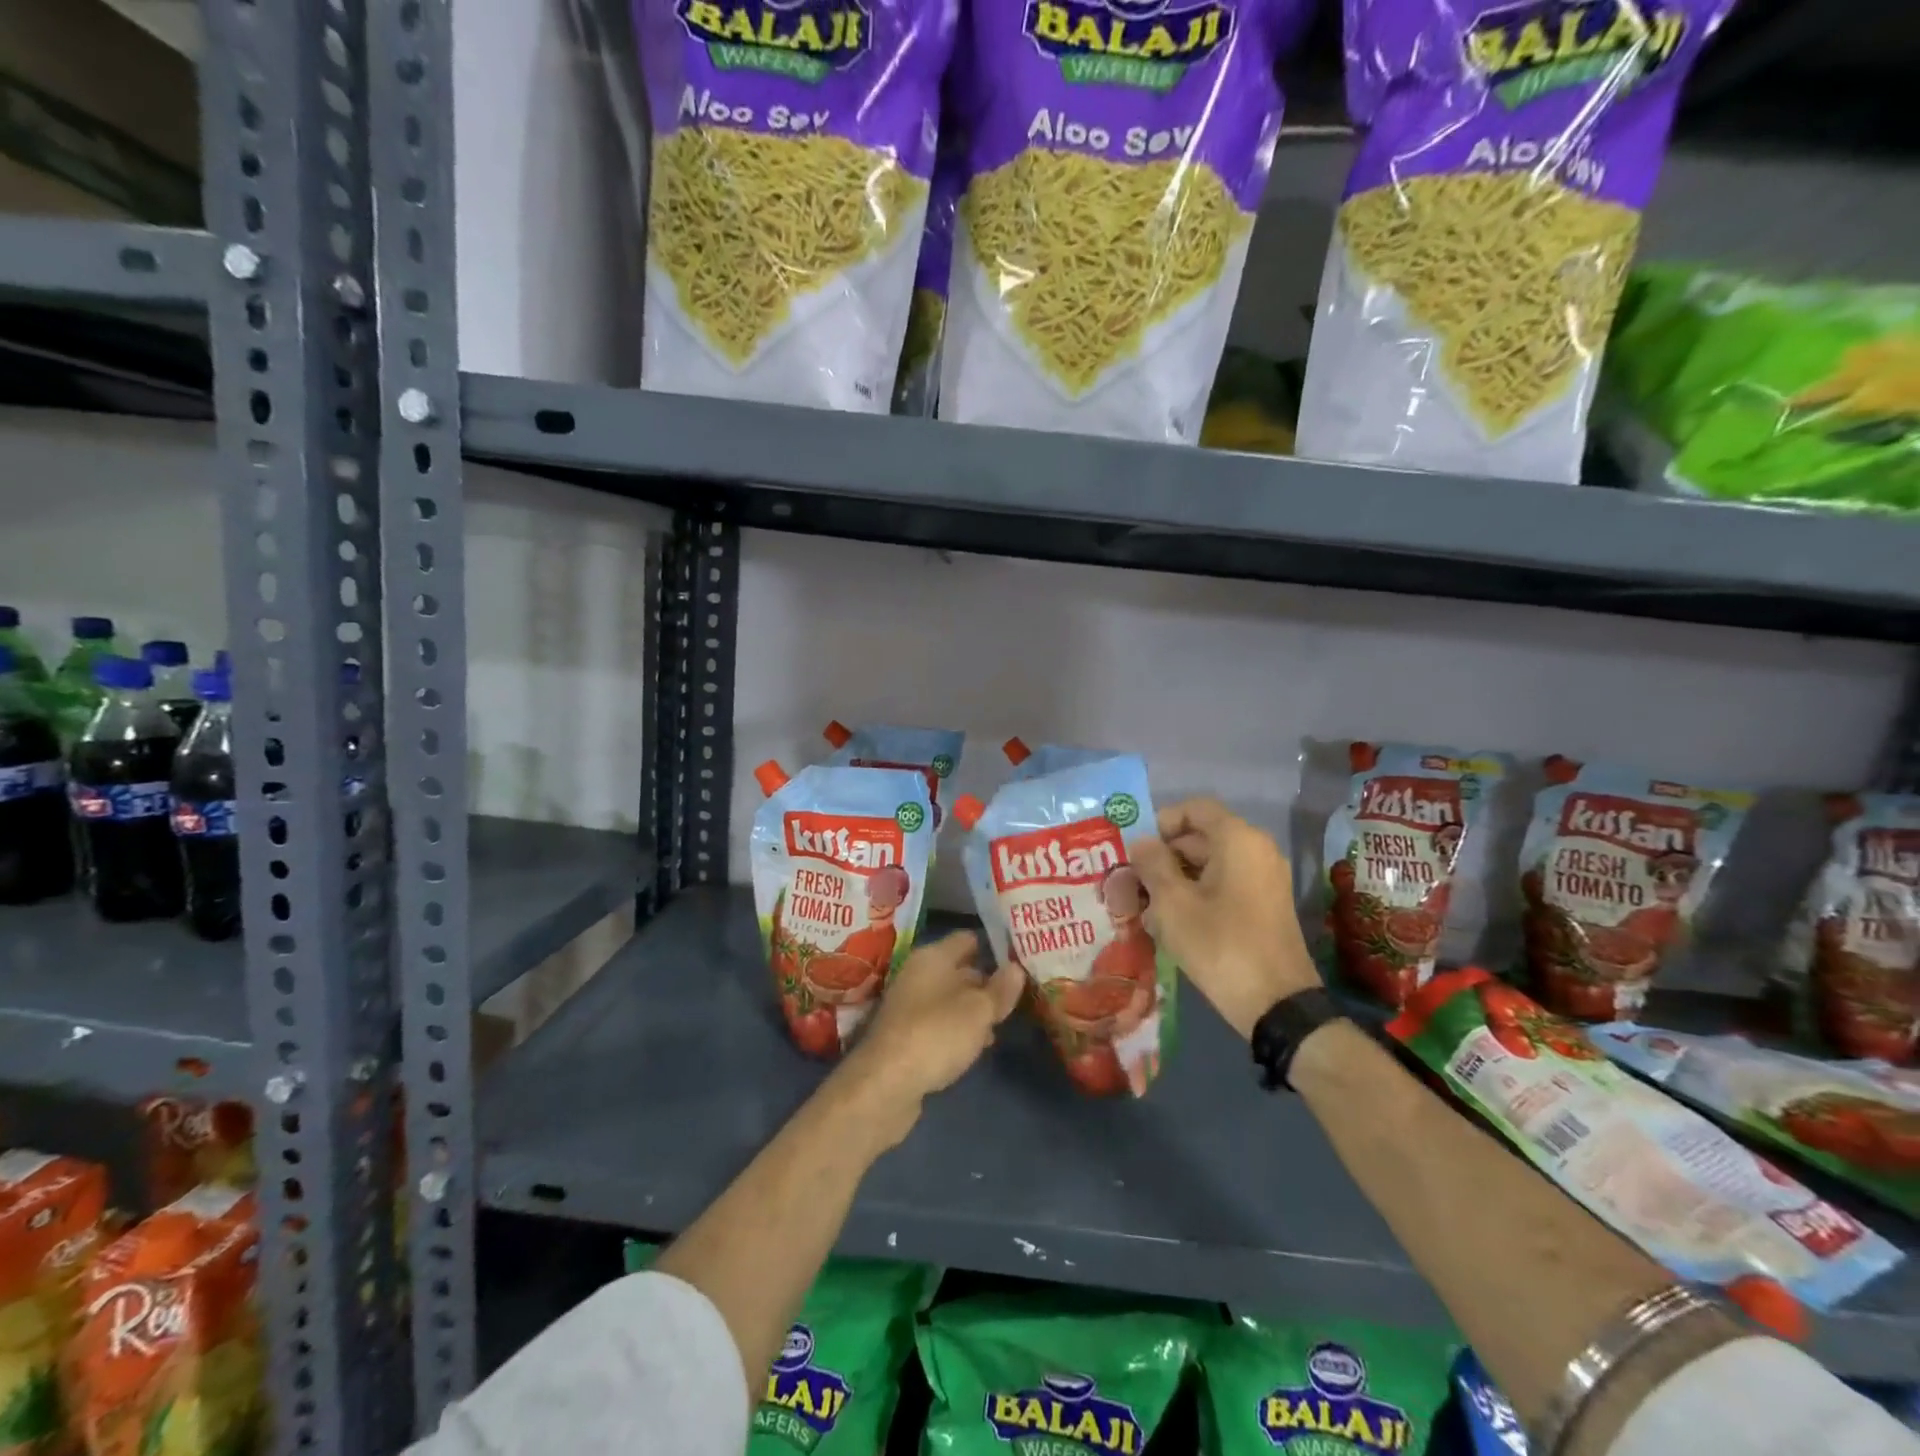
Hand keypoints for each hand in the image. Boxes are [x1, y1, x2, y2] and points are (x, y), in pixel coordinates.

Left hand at [836, 931, 1023, 1147]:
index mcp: (933, 956)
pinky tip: (977, 1046)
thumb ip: (1000, 989)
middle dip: (988, 981)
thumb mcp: (979, 1011)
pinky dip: (958, 1030)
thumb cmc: (937, 1034)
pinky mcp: (906, 1035)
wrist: (886, 1084)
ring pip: (951, 998)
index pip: (968, 939)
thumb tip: (1016, 968)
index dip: (995, 947)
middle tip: (1020, 993)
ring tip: (1004, 1022)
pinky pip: (940, 1022)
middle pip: (960, 969)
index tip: (1021, 958)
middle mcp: (918, 974)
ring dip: (974, 1009)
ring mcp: (909, 1005)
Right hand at [1132, 798, 1318, 1038]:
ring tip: (1145, 905)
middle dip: (1164, 854)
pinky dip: (1197, 894)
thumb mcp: (1173, 904)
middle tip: (1132, 879)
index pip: (1195, 809)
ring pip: (1211, 864)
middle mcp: (1257, 850)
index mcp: (1238, 840)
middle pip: (1202, 836)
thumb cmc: (1220, 944)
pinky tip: (1170, 922)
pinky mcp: (1265, 906)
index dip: (1162, 822)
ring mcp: (1265, 879)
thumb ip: (1153, 865)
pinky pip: (1225, 884)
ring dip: (1176, 877)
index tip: (1136, 848)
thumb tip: (1141, 843)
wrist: (1277, 1005)